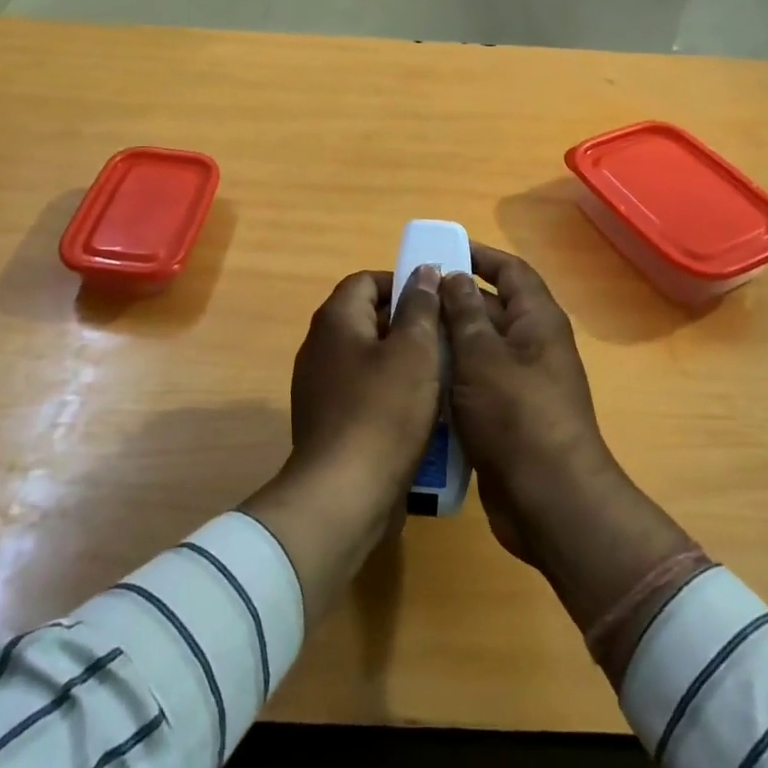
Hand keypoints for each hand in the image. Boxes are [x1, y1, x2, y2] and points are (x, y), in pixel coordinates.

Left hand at [242, 265, 441, 624]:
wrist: (343, 496)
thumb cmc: (383, 412)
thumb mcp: (414, 351)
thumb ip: (421, 307)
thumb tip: (423, 272)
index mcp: (335, 320)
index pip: (367, 280)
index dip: (403, 283)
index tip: (437, 301)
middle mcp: (320, 347)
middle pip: (368, 318)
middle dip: (409, 324)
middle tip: (447, 338)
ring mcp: (321, 387)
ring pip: (370, 358)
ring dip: (405, 362)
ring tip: (443, 374)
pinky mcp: (329, 422)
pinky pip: (365, 393)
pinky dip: (392, 394)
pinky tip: (423, 413)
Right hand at [441, 245, 697, 666]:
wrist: (548, 501)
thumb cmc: (516, 415)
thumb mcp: (482, 355)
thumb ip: (464, 313)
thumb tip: (453, 275)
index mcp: (537, 320)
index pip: (510, 271)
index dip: (479, 256)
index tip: (440, 250)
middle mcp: (533, 345)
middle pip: (491, 307)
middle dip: (452, 300)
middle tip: (405, 297)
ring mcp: (520, 383)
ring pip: (478, 348)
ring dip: (446, 341)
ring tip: (402, 335)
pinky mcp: (506, 416)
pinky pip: (474, 383)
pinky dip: (450, 377)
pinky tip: (416, 379)